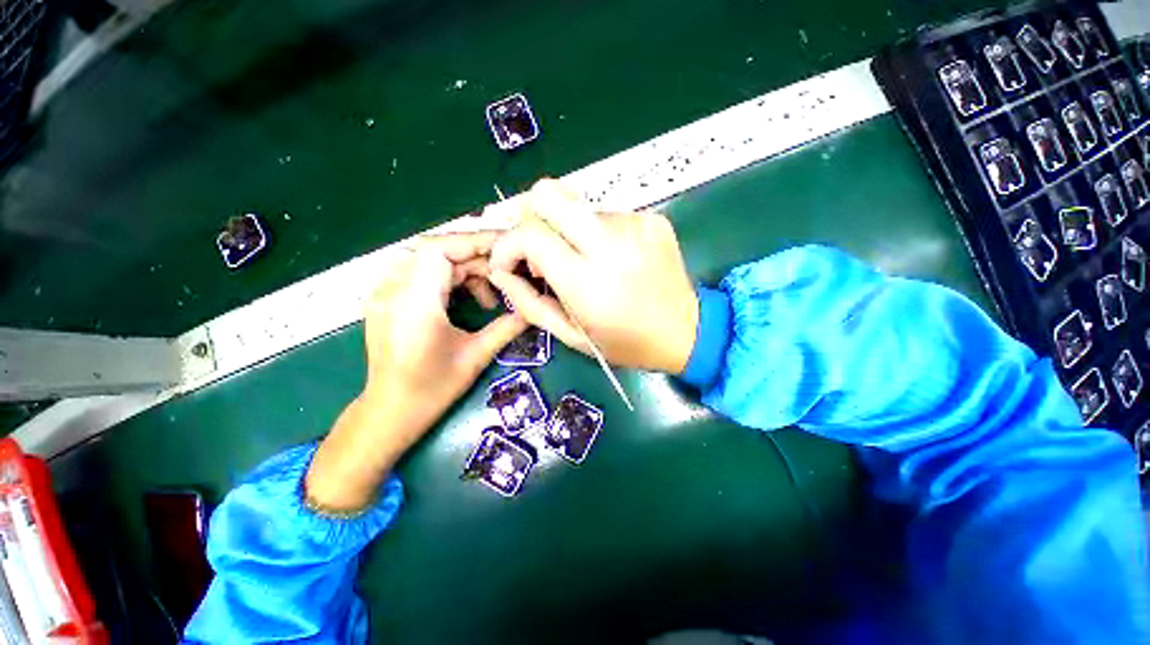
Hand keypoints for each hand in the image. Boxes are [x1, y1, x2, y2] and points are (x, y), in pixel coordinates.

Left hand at [306, 234, 526, 511]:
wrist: (389, 412)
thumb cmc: (432, 389)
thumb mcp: (476, 357)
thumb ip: (507, 327)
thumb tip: (532, 309)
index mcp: (414, 305)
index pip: (440, 249)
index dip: (475, 242)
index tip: (506, 248)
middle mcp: (392, 291)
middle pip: (436, 251)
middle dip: (475, 259)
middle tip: (505, 276)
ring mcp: (384, 293)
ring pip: (429, 261)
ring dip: (463, 270)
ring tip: (488, 297)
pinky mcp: (386, 299)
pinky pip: (421, 273)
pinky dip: (448, 278)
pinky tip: (465, 299)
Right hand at [488, 179, 698, 373]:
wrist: (687, 333)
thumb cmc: (625, 343)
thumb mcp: (570, 336)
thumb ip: (529, 302)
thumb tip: (502, 271)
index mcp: (589, 283)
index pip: (530, 234)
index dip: (508, 244)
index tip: (509, 262)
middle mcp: (613, 245)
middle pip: (549, 194)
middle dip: (531, 217)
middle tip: (539, 250)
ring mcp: (636, 225)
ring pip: (577, 207)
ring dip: (568, 232)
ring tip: (585, 263)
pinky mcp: (652, 219)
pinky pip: (606, 214)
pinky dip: (596, 234)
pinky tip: (612, 259)